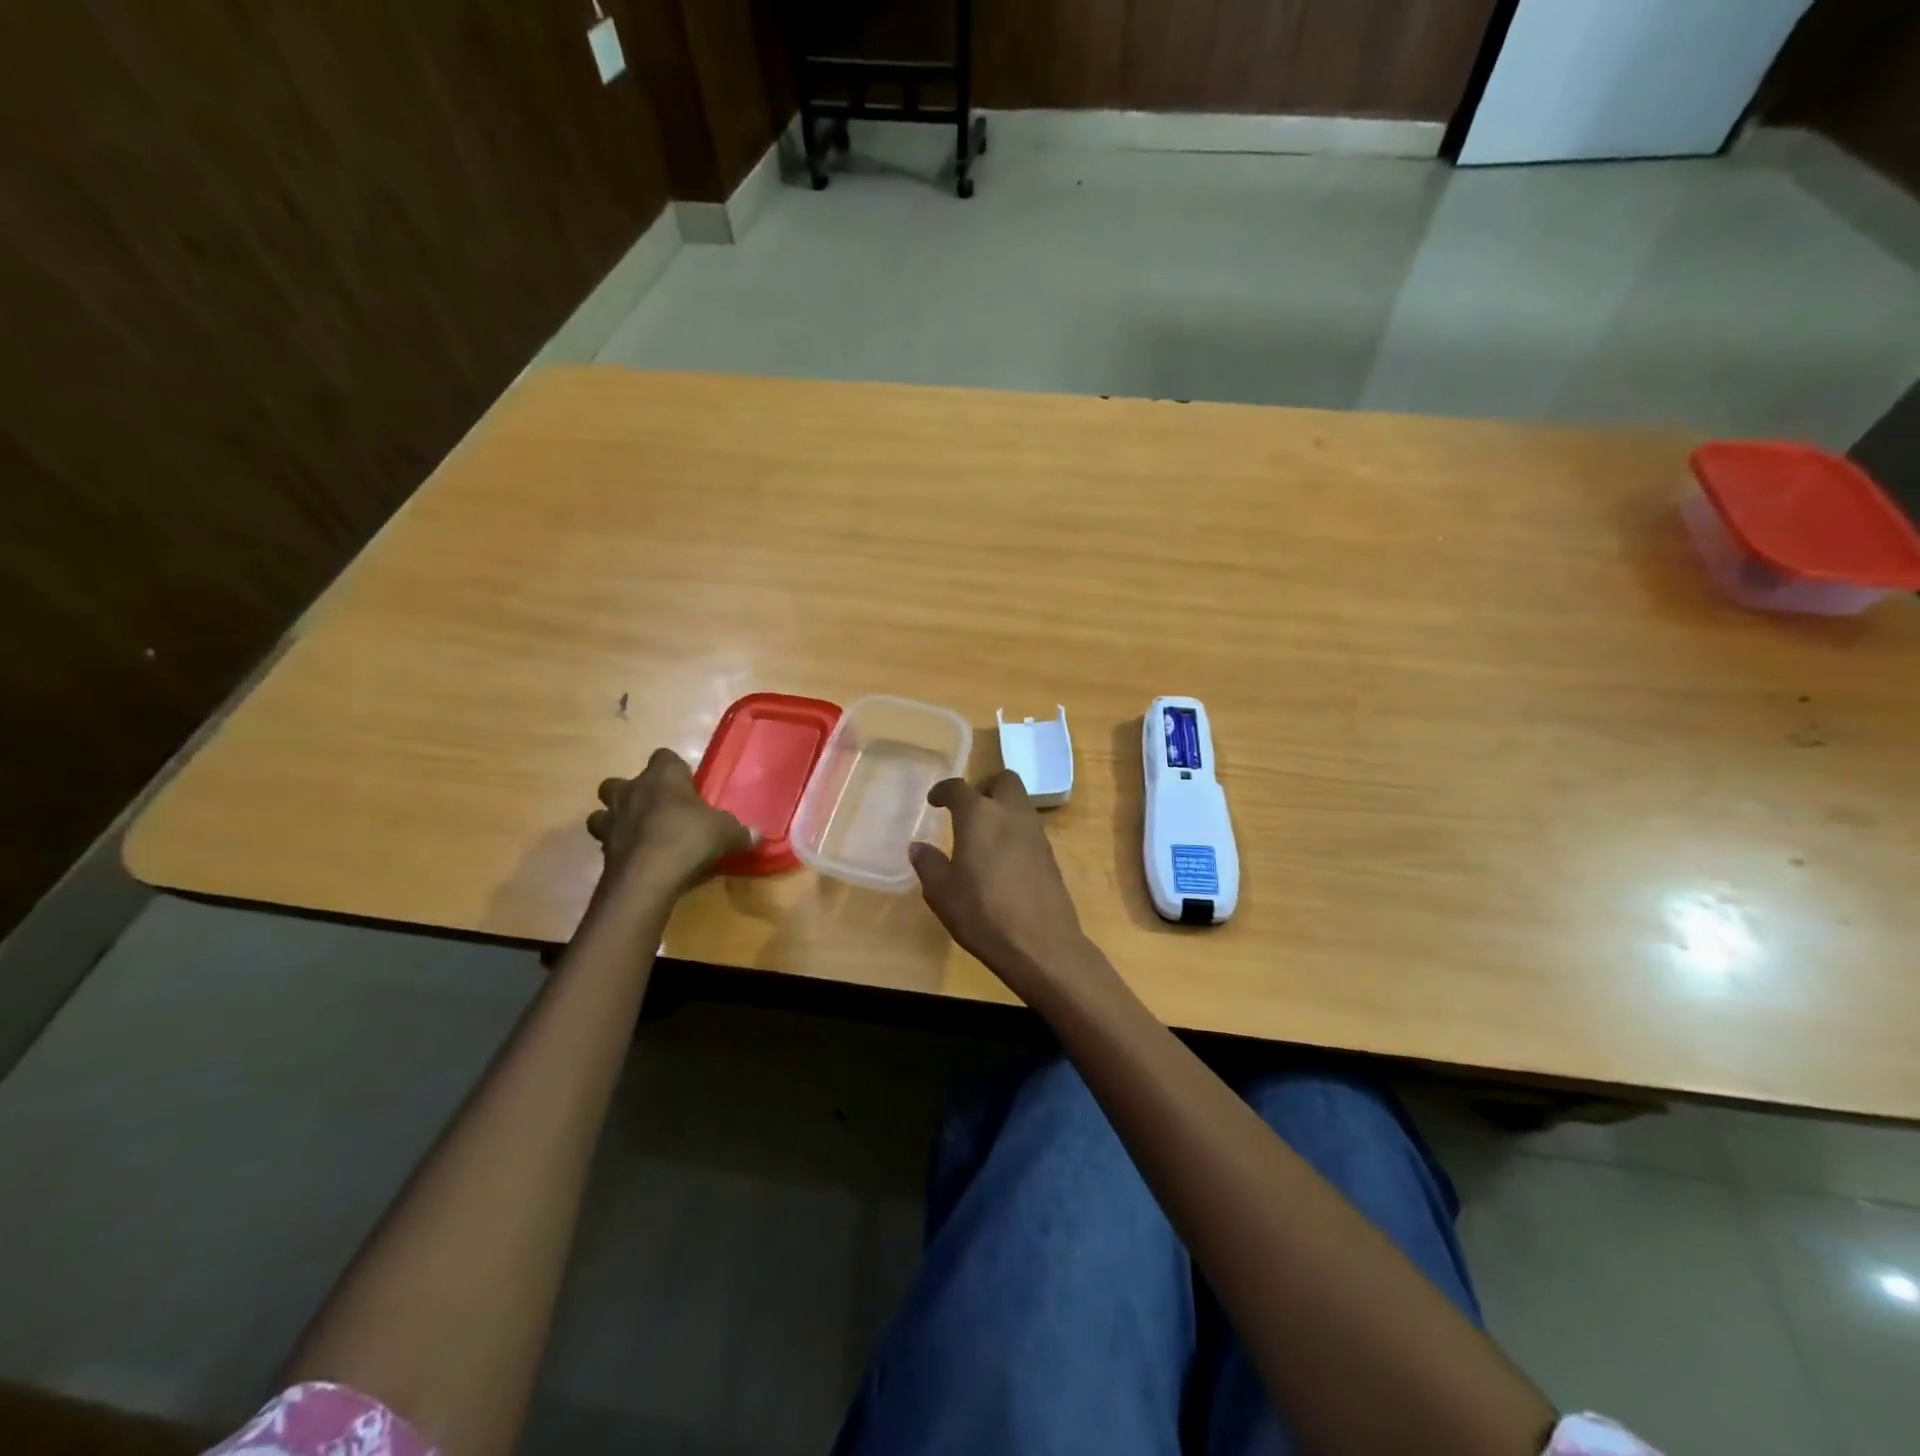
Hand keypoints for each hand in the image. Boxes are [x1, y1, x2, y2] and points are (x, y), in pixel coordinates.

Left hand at [587, 748, 752, 897]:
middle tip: (657, 809)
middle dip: (635, 791)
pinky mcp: (602, 848)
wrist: (647, 878)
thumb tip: (758, 835)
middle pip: (622, 781)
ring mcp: (612, 819)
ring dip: (616, 817)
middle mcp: (632, 791)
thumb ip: (740, 832)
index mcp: (663, 777)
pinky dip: (617, 846)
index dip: (674, 769)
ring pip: (603, 809)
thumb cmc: (689, 839)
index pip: (664, 756)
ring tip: (637, 832)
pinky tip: (634, 857)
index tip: (687, 785)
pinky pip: (606, 840)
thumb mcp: (726, 833)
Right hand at [909, 770, 1092, 995]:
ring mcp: (1036, 833)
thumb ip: (928, 864)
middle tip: (967, 809)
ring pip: (1020, 803)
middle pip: (1003, 780)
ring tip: (982, 836)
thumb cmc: (982, 913)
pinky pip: (1029, 828)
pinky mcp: (1050, 854)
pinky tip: (1002, 859)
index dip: (943, 790)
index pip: (959, 787)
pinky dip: (1014, 831)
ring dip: (1001, 808)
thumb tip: (918, 847)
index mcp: (979, 815)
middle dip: (984, 787)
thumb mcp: (941, 892)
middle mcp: (1011, 813)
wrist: (1040, 943)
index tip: (935, 800)